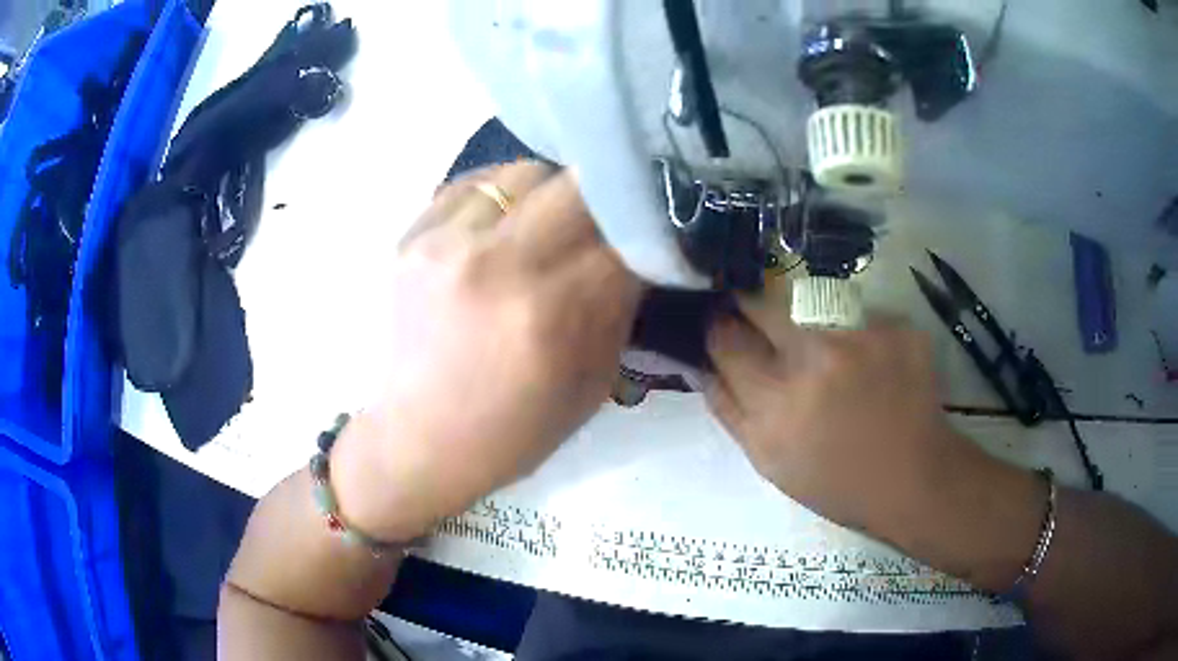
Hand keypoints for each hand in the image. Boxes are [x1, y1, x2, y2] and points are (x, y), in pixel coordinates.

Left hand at [332, 163, 642, 540]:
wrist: (419, 440)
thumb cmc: (514, 431)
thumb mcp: (592, 382)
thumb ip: (618, 306)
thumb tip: (636, 248)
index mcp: (550, 315)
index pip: (624, 233)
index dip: (647, 226)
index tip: (653, 230)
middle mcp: (496, 265)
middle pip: (578, 183)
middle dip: (606, 197)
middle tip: (608, 218)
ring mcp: (446, 243)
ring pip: (526, 171)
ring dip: (551, 194)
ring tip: (547, 224)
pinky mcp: (411, 236)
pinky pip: (475, 183)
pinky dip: (501, 196)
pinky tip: (502, 226)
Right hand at [705, 281, 987, 538]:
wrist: (913, 477)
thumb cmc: (835, 481)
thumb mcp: (769, 461)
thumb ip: (728, 409)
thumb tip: (701, 363)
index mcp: (776, 404)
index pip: (726, 339)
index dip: (718, 327)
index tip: (721, 323)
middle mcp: (815, 360)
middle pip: (762, 301)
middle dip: (751, 304)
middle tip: (760, 318)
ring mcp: (861, 336)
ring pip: (808, 298)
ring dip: (803, 314)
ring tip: (823, 346)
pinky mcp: (896, 325)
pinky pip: (856, 310)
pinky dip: (852, 327)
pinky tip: (868, 358)